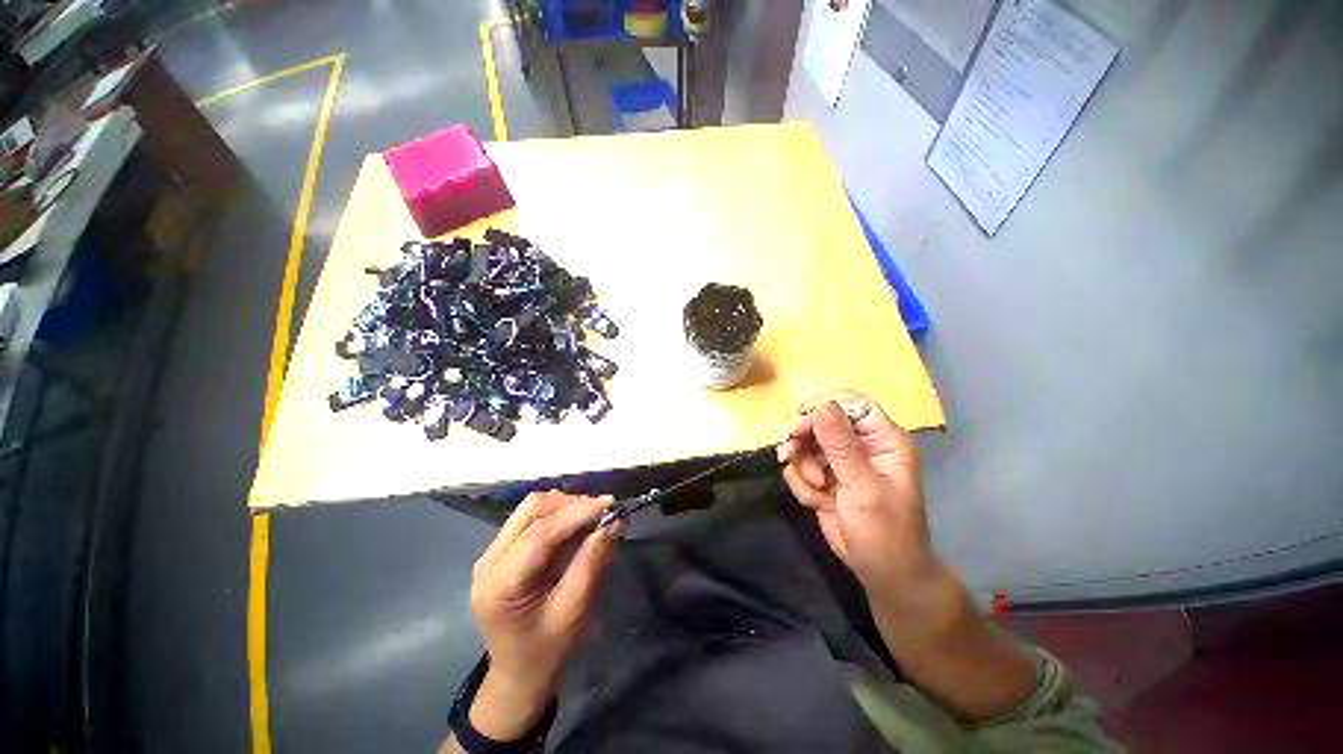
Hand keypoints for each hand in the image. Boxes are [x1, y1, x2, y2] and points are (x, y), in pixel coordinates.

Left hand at [467, 492, 621, 739]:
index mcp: (500, 584)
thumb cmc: (546, 651)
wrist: (518, 675)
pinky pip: (531, 518)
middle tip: (604, 511)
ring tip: (594, 516)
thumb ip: (591, 562)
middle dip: (571, 503)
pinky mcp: (502, 550)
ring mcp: (492, 553)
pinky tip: (578, 523)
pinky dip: (559, 513)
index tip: (611, 504)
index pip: (540, 532)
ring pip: (531, 508)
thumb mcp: (573, 611)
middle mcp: (488, 561)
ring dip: (566, 505)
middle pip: (531, 509)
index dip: (578, 512)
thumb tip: (614, 521)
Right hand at [779, 392, 934, 592]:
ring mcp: (839, 461)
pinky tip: (818, 503)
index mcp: (882, 439)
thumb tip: (821, 406)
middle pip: (819, 420)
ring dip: (803, 468)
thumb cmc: (885, 532)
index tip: (798, 428)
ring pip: (804, 444)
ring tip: (818, 490)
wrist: (882, 574)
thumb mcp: (863, 488)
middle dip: (803, 441)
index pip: (849, 403)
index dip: (821, 410)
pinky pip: (798, 467)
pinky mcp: (823, 477)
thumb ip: (841, 446)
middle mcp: (859, 444)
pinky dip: (801, 485)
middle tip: (791, 454)